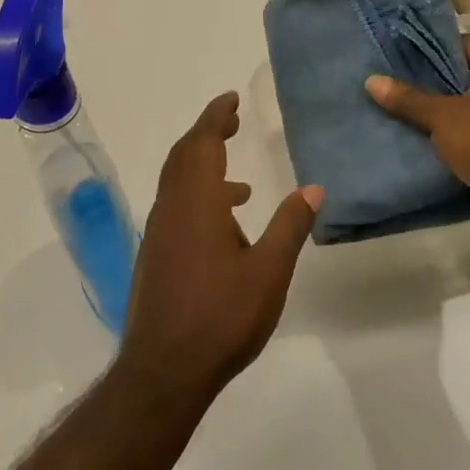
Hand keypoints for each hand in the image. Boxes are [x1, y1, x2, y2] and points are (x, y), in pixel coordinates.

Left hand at [115, 93, 322, 412]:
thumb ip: (290, 225)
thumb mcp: (269, 271)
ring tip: (242, 186)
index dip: (215, 116)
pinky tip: (225, 230)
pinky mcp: (156, 257)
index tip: (231, 98)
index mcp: (196, 203)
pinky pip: (175, 209)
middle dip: (207, 134)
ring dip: (204, 169)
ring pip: (177, 184)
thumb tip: (313, 188)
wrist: (165, 370)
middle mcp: (171, 209)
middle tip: (232, 121)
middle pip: (183, 156)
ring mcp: (159, 234)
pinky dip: (198, 199)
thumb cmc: (221, 316)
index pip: (202, 143)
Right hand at [367, 35, 469, 238]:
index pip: (463, 42)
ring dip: (434, 112)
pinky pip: (466, 134)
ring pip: (461, 108)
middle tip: (388, 81)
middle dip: (426, 81)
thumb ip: (409, 99)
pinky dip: (445, 137)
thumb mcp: (443, 116)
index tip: (398, 52)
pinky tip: (413, 139)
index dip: (431, 46)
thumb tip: (371, 80)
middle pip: (460, 75)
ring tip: (393, 108)